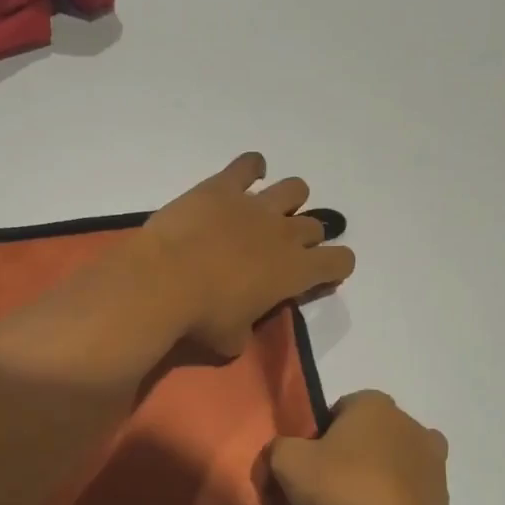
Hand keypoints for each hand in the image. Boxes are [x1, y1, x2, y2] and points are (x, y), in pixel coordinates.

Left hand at [140, 153, 355, 358]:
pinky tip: (244, 178)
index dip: (335, 267)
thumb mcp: (233, 339)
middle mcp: (285, 233)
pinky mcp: (223, 186)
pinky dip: (251, 168)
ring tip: (267, 213)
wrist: (164, 279)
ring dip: (289, 200)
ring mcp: (255, 205)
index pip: (341, 261)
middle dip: (305, 238)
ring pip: (295, 189)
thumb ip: (248, 329)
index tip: (318, 275)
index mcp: (295, 272)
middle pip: (315, 226)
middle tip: (278, 252)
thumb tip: (242, 327)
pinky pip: (249, 164)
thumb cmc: (202, 317)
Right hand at [271, 391, 456, 504]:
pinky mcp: (443, 501)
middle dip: (351, 454)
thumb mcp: (287, 462)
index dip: (320, 435)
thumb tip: (284, 453)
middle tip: (327, 486)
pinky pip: (409, 496)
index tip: (309, 463)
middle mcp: (412, 425)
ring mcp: (434, 464)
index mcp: (376, 405)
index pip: (340, 410)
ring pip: (393, 464)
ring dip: (376, 478)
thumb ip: (280, 447)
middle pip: (370, 435)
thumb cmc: (340, 491)